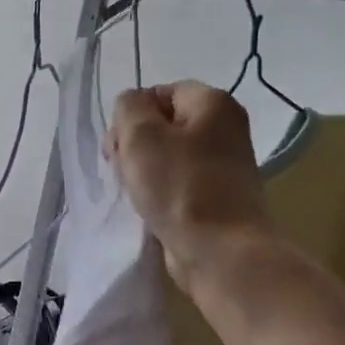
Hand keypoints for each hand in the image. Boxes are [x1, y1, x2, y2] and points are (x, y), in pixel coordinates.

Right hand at [106, 80, 272, 275]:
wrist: (220, 251)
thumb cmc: (179, 186)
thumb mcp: (140, 134)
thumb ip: (128, 107)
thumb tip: (132, 107)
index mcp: (213, 103)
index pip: (158, 93)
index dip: (131, 115)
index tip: (119, 144)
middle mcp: (225, 128)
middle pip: (162, 123)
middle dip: (134, 143)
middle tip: (121, 168)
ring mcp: (224, 163)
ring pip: (167, 154)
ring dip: (143, 169)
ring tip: (134, 190)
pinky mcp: (218, 195)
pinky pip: (178, 180)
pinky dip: (160, 189)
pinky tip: (149, 205)